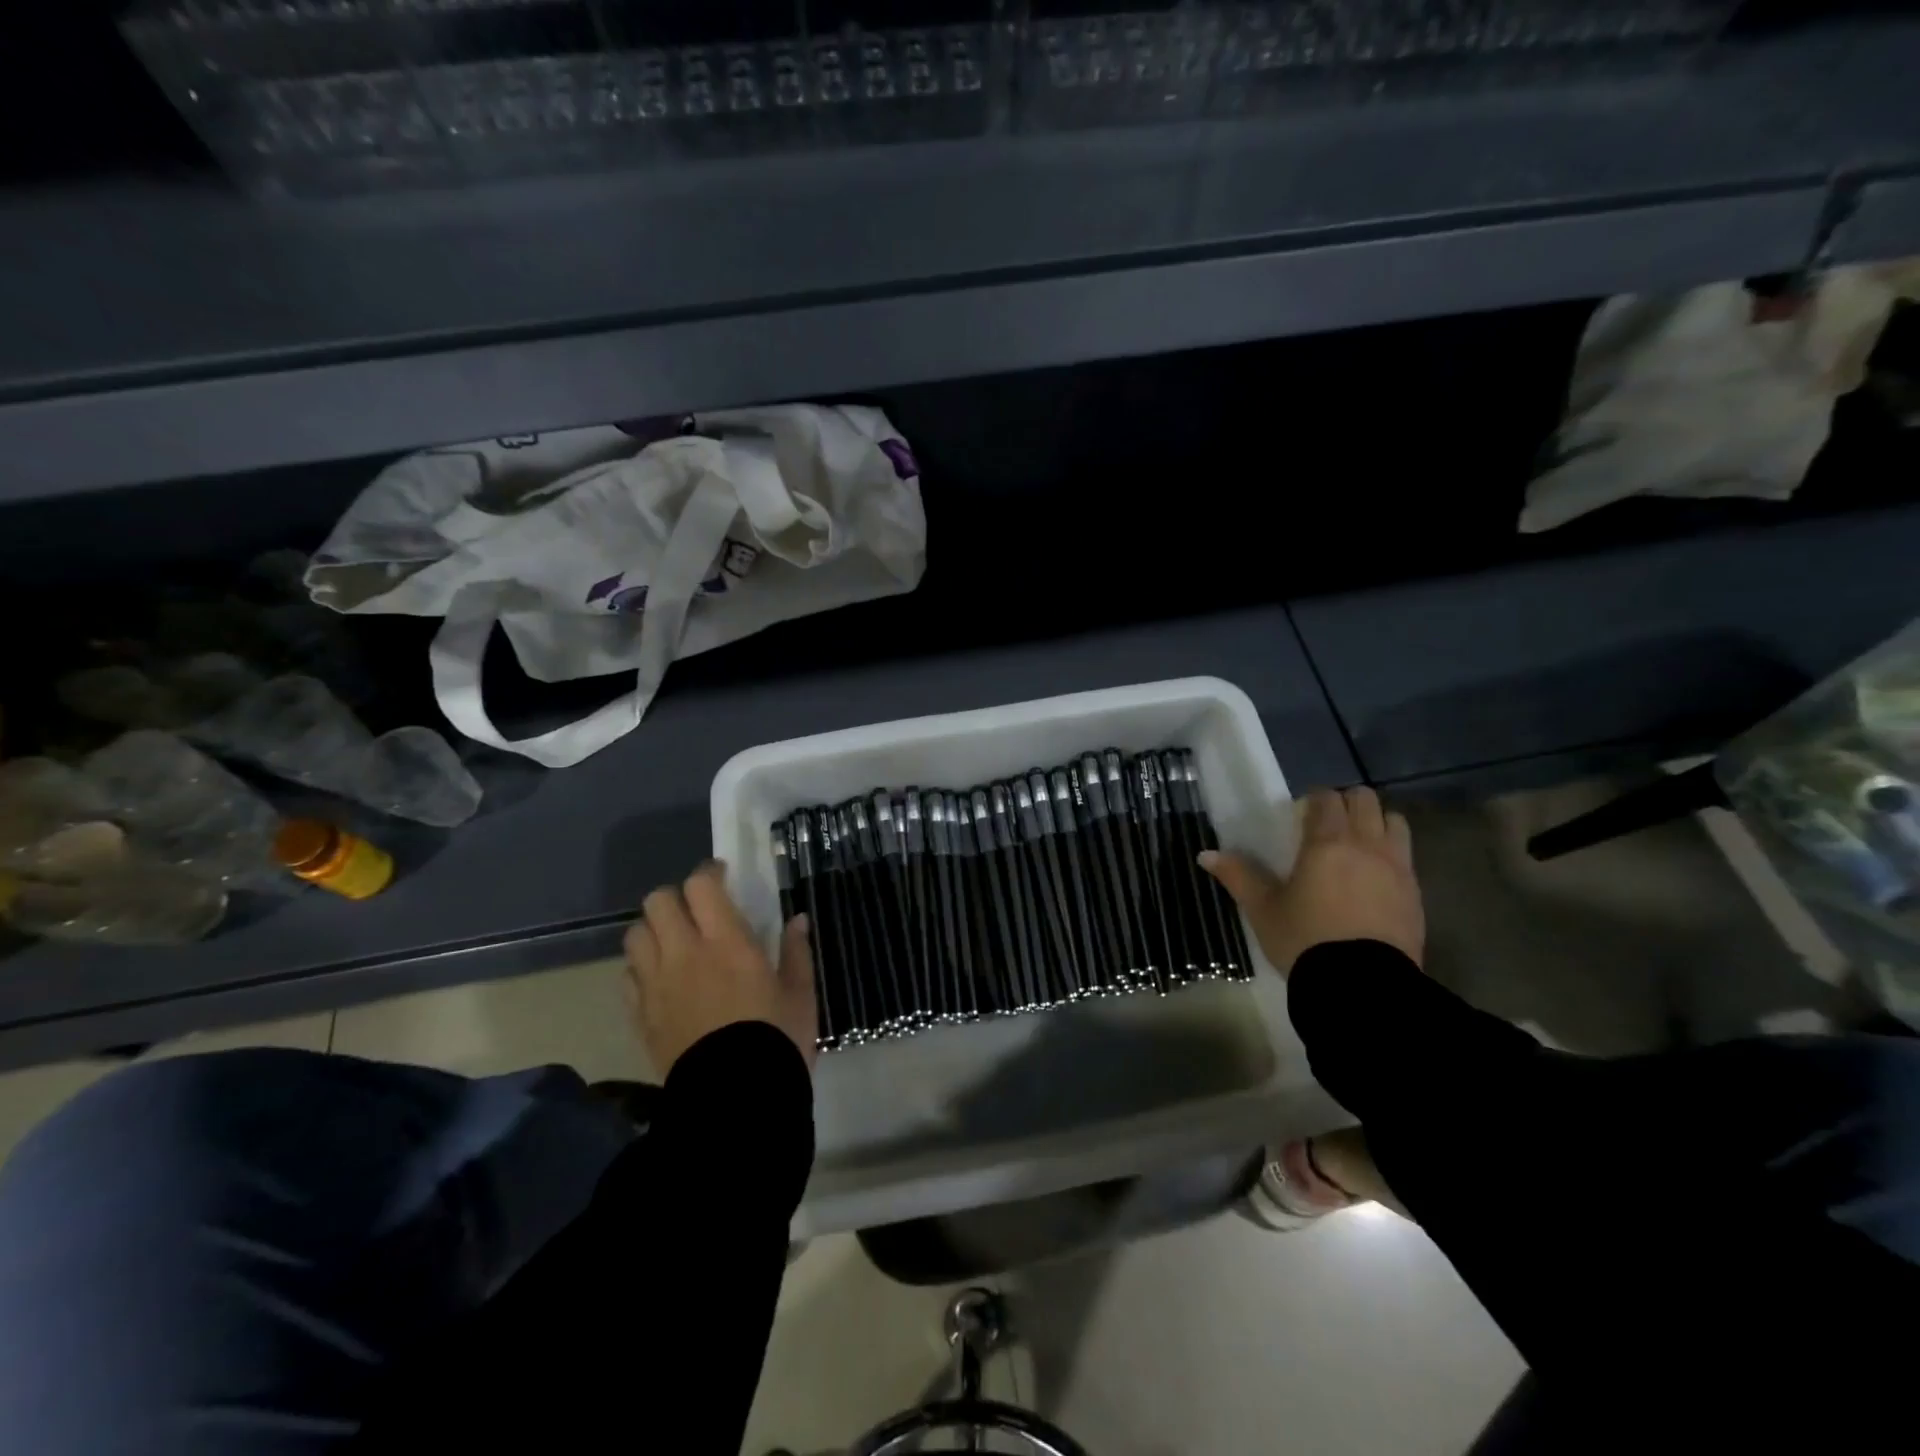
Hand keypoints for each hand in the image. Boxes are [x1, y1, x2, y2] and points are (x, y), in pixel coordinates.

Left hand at [623, 861, 816, 1076]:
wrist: (735, 1102)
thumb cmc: (777, 1040)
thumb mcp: (800, 994)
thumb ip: (796, 952)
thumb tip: (797, 919)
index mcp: (727, 942)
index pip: (700, 886)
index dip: (708, 873)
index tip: (721, 877)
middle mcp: (685, 954)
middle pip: (657, 902)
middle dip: (675, 898)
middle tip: (696, 911)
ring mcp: (656, 986)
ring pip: (635, 935)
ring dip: (653, 930)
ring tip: (674, 942)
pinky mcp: (641, 1016)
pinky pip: (628, 976)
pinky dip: (641, 968)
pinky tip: (661, 980)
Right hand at [1201, 787, 1423, 976]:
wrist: (1363, 987)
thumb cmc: (1305, 940)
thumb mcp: (1263, 910)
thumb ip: (1238, 876)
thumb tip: (1205, 855)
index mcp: (1327, 842)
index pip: (1326, 798)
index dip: (1313, 800)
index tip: (1300, 815)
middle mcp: (1367, 845)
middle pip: (1365, 800)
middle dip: (1346, 804)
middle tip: (1327, 825)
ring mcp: (1398, 868)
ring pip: (1395, 822)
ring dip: (1376, 824)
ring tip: (1358, 845)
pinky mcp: (1416, 894)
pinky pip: (1407, 857)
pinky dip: (1392, 854)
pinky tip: (1374, 878)